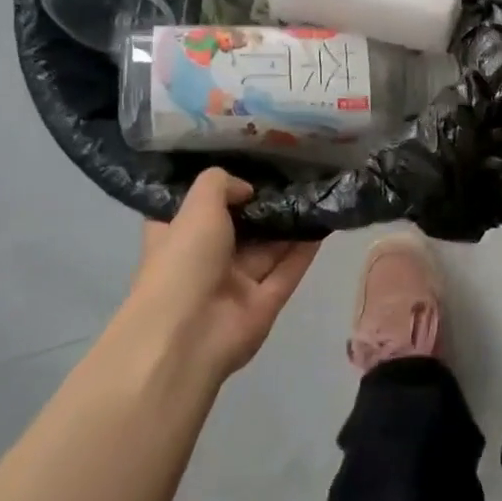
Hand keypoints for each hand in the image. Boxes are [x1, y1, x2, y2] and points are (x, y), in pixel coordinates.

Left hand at [126, 169, 320, 381]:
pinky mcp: (265, 302)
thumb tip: (247, 189)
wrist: (187, 337)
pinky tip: (324, 220)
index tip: (246, 163)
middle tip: (294, 172)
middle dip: (263, 203)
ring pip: (268, 248)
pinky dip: (306, 248)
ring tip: (317, 190)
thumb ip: (219, 184)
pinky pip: (289, 269)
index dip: (218, 188)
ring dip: (290, 223)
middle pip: (240, 226)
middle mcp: (206, 259)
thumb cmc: (182, 264)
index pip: (195, 208)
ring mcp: (236, 283)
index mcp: (177, 237)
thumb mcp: (195, 208)